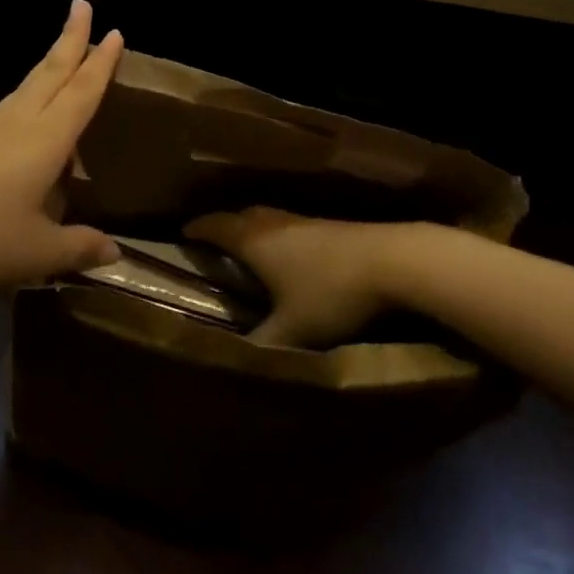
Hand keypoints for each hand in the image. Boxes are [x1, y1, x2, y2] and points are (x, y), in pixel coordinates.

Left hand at [0, 0, 124, 298]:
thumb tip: (115, 252)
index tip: (114, 31)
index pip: (81, 93)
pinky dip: (29, 96)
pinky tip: (26, 113)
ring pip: (26, 87)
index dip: (100, 64)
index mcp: (44, 141)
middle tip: (82, 5)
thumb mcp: (37, 253)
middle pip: (49, 73)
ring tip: (62, 53)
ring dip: (48, 65)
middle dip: (70, 38)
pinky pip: (8, 109)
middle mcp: (16, 125)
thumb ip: (79, 248)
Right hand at [186, 208, 421, 347]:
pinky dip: (279, 237)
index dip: (197, 229)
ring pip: (267, 219)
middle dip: (224, 227)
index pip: (215, 226)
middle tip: (213, 242)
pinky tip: (291, 256)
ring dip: (253, 230)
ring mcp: (304, 220)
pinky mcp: (330, 225)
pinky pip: (290, 226)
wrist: (391, 260)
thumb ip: (262, 344)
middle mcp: (273, 223)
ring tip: (250, 249)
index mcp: (254, 241)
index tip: (182, 233)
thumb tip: (236, 358)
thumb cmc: (330, 292)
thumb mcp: (292, 329)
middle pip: (240, 216)